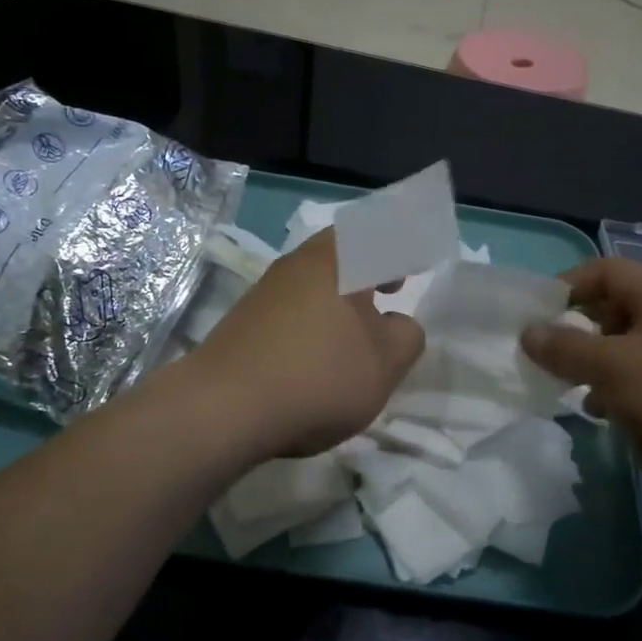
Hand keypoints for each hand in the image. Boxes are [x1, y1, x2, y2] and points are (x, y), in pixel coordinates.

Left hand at [192, 230, 425, 459]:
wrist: (222, 407)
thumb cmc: (317, 376)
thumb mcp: (384, 365)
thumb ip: (406, 337)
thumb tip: (398, 324)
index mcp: (339, 260)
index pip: (380, 232)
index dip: (404, 244)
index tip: (418, 262)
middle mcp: (299, 263)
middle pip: (343, 248)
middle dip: (373, 265)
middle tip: (395, 285)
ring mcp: (267, 289)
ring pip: (317, 276)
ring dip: (345, 291)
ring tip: (362, 322)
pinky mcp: (246, 318)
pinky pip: (295, 301)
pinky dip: (319, 312)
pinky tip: (322, 346)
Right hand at [521, 258, 641, 527]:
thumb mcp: (613, 370)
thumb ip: (565, 347)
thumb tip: (528, 333)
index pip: (607, 270)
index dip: (567, 286)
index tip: (534, 317)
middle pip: (617, 306)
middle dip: (577, 327)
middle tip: (548, 354)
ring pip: (628, 344)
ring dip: (594, 360)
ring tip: (569, 385)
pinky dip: (617, 385)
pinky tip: (601, 411)